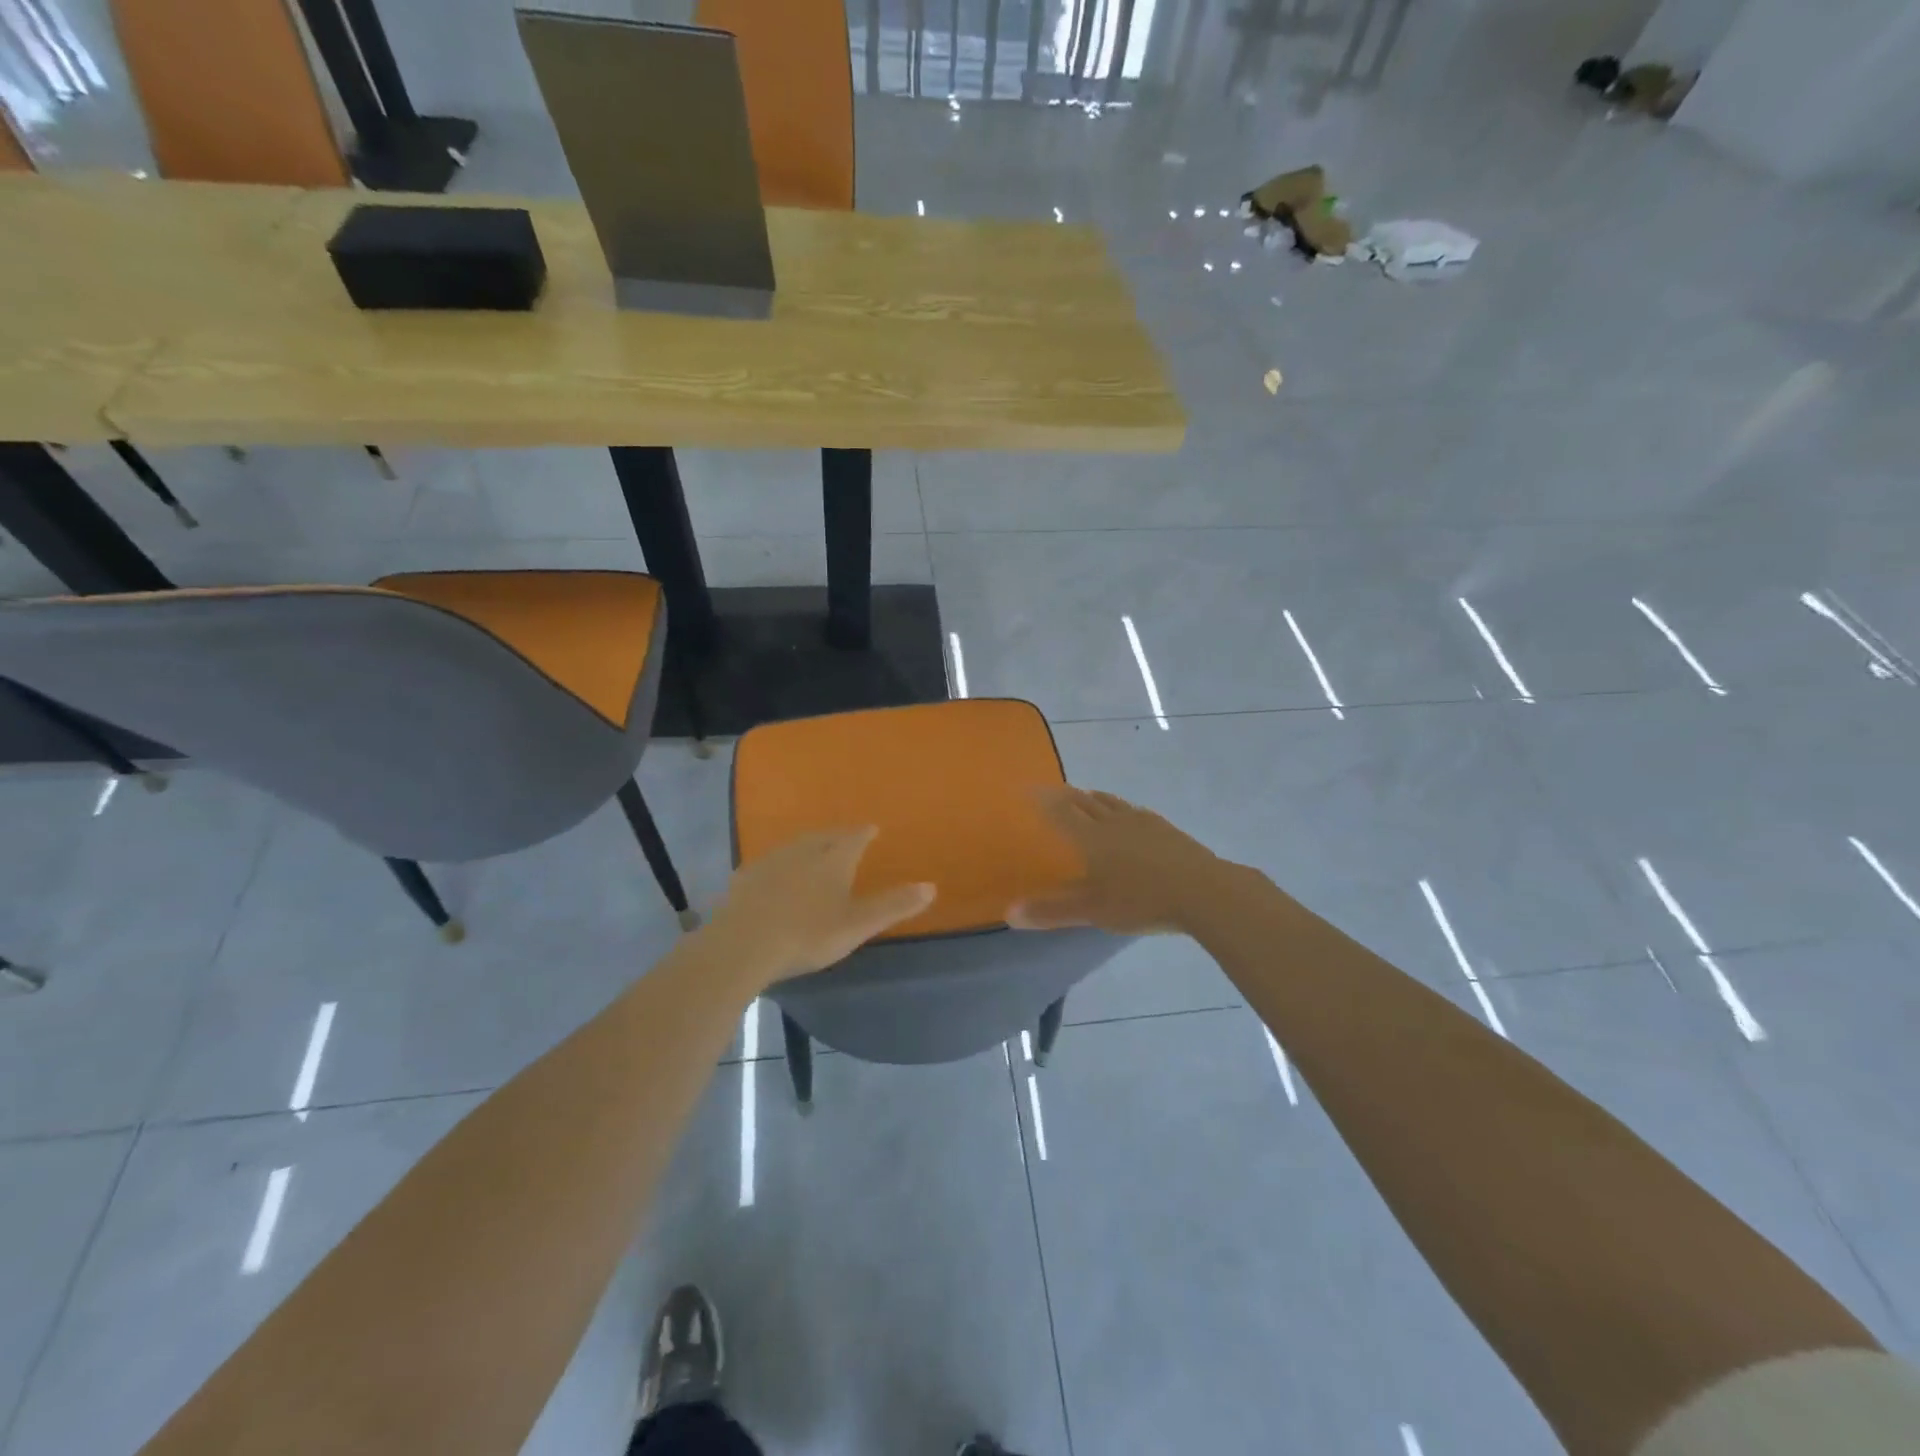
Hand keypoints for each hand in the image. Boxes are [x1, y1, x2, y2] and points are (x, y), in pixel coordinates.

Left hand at [702, 828, 934, 982]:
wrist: (742, 945)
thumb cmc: (807, 934)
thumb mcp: (857, 925)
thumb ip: (893, 906)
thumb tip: (931, 886)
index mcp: (833, 859)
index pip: (853, 838)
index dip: (864, 833)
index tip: (871, 828)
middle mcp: (802, 851)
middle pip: (823, 837)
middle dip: (836, 836)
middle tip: (844, 838)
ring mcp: (770, 862)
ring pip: (794, 847)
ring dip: (807, 846)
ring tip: (814, 851)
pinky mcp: (744, 879)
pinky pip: (769, 864)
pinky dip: (780, 865)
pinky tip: (776, 876)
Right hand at [1010, 788, 1237, 934]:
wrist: (1203, 891)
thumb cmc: (1142, 901)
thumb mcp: (1093, 911)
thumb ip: (1052, 911)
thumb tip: (1009, 913)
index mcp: (1091, 838)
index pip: (1060, 813)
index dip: (1042, 800)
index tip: (1028, 788)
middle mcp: (1113, 822)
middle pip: (1085, 803)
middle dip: (1066, 795)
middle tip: (1052, 789)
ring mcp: (1142, 822)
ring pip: (1111, 803)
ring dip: (1094, 797)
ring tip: (1085, 794)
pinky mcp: (1164, 828)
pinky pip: (1134, 810)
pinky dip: (1121, 807)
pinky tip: (1128, 813)